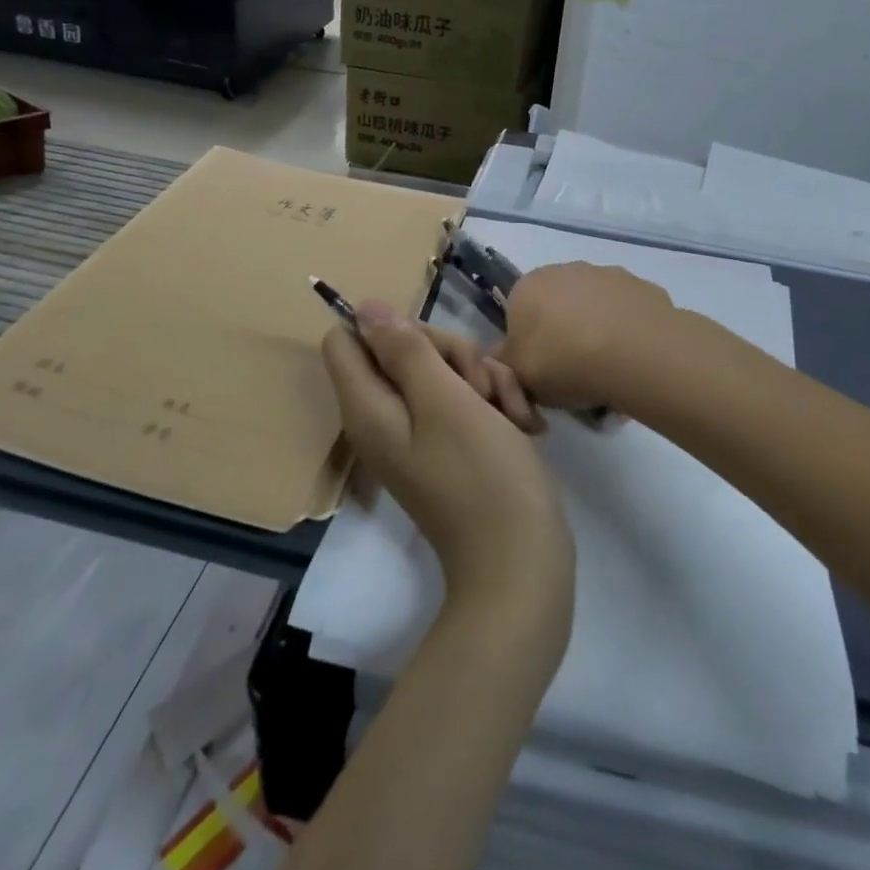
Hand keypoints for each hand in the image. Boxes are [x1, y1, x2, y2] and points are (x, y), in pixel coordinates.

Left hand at [323, 302, 573, 611]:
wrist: (522, 561)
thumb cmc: (482, 476)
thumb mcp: (445, 401)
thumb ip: (404, 351)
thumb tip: (364, 308)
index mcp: (368, 407)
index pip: (347, 339)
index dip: (387, 329)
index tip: (428, 347)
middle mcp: (386, 416)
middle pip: (402, 348)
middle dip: (450, 354)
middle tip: (478, 386)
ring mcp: (421, 432)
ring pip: (443, 369)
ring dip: (483, 378)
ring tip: (510, 412)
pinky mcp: (452, 444)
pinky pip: (464, 398)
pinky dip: (494, 402)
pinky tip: (521, 423)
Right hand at [497, 263, 678, 413]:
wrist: (635, 355)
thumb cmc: (564, 362)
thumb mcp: (518, 375)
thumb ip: (503, 363)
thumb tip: (501, 356)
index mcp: (528, 286)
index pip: (519, 313)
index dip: (529, 344)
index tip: (541, 371)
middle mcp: (566, 270)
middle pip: (558, 306)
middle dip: (564, 334)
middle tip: (573, 374)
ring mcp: (608, 274)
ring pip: (595, 307)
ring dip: (597, 330)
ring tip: (608, 371)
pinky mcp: (644, 287)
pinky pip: (628, 314)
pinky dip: (628, 332)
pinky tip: (635, 360)